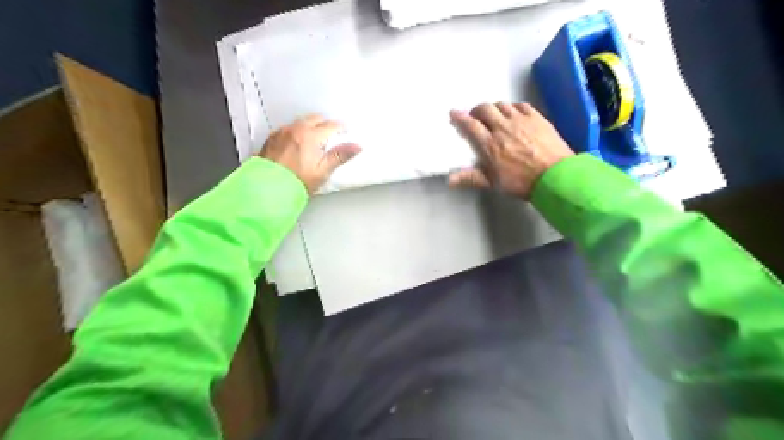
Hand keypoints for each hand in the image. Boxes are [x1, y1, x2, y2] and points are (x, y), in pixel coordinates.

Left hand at [262, 116, 361, 193]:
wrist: (267, 189)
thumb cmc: (296, 182)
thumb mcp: (322, 171)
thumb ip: (339, 156)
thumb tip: (357, 146)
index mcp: (310, 136)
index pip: (331, 125)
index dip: (340, 128)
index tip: (345, 132)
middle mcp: (295, 129)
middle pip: (315, 118)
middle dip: (325, 124)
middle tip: (331, 135)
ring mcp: (282, 132)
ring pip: (301, 121)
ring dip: (310, 126)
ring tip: (315, 139)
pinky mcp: (272, 138)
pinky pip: (288, 128)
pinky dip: (296, 131)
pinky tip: (297, 143)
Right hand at [450, 102, 573, 198]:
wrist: (555, 177)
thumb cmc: (521, 182)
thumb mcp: (493, 183)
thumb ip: (471, 178)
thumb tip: (449, 180)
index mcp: (490, 144)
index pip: (471, 125)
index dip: (460, 117)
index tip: (454, 112)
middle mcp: (503, 127)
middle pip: (485, 109)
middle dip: (477, 110)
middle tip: (476, 116)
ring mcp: (521, 120)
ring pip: (502, 105)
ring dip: (494, 108)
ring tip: (494, 115)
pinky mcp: (536, 118)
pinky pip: (520, 105)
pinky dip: (512, 106)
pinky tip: (513, 112)